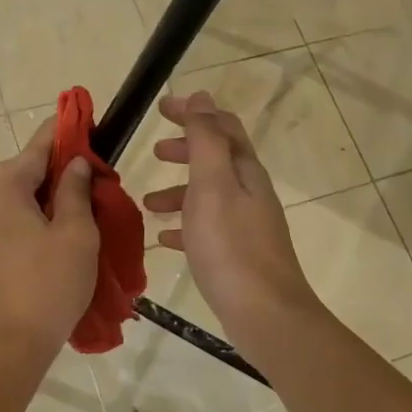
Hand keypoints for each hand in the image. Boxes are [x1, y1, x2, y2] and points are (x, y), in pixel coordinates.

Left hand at [0, 122, 99, 373]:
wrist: (8, 348)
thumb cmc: (49, 285)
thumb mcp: (75, 234)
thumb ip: (74, 191)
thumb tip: (74, 165)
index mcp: (1, 190)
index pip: (36, 148)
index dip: (61, 132)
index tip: (80, 118)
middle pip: (17, 172)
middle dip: (51, 168)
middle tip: (85, 174)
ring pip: (8, 199)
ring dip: (37, 195)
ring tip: (70, 205)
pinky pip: (0, 222)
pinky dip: (24, 217)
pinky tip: (47, 233)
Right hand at [142, 91, 322, 348]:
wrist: (264, 313)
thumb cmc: (231, 246)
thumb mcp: (212, 185)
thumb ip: (205, 140)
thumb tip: (201, 97)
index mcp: (245, 171)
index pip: (221, 126)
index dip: (193, 113)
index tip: (160, 109)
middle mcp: (250, 192)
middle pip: (217, 159)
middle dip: (186, 150)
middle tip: (155, 152)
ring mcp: (246, 225)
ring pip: (209, 195)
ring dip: (179, 191)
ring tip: (147, 202)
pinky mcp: (238, 254)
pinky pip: (207, 229)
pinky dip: (185, 225)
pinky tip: (165, 239)